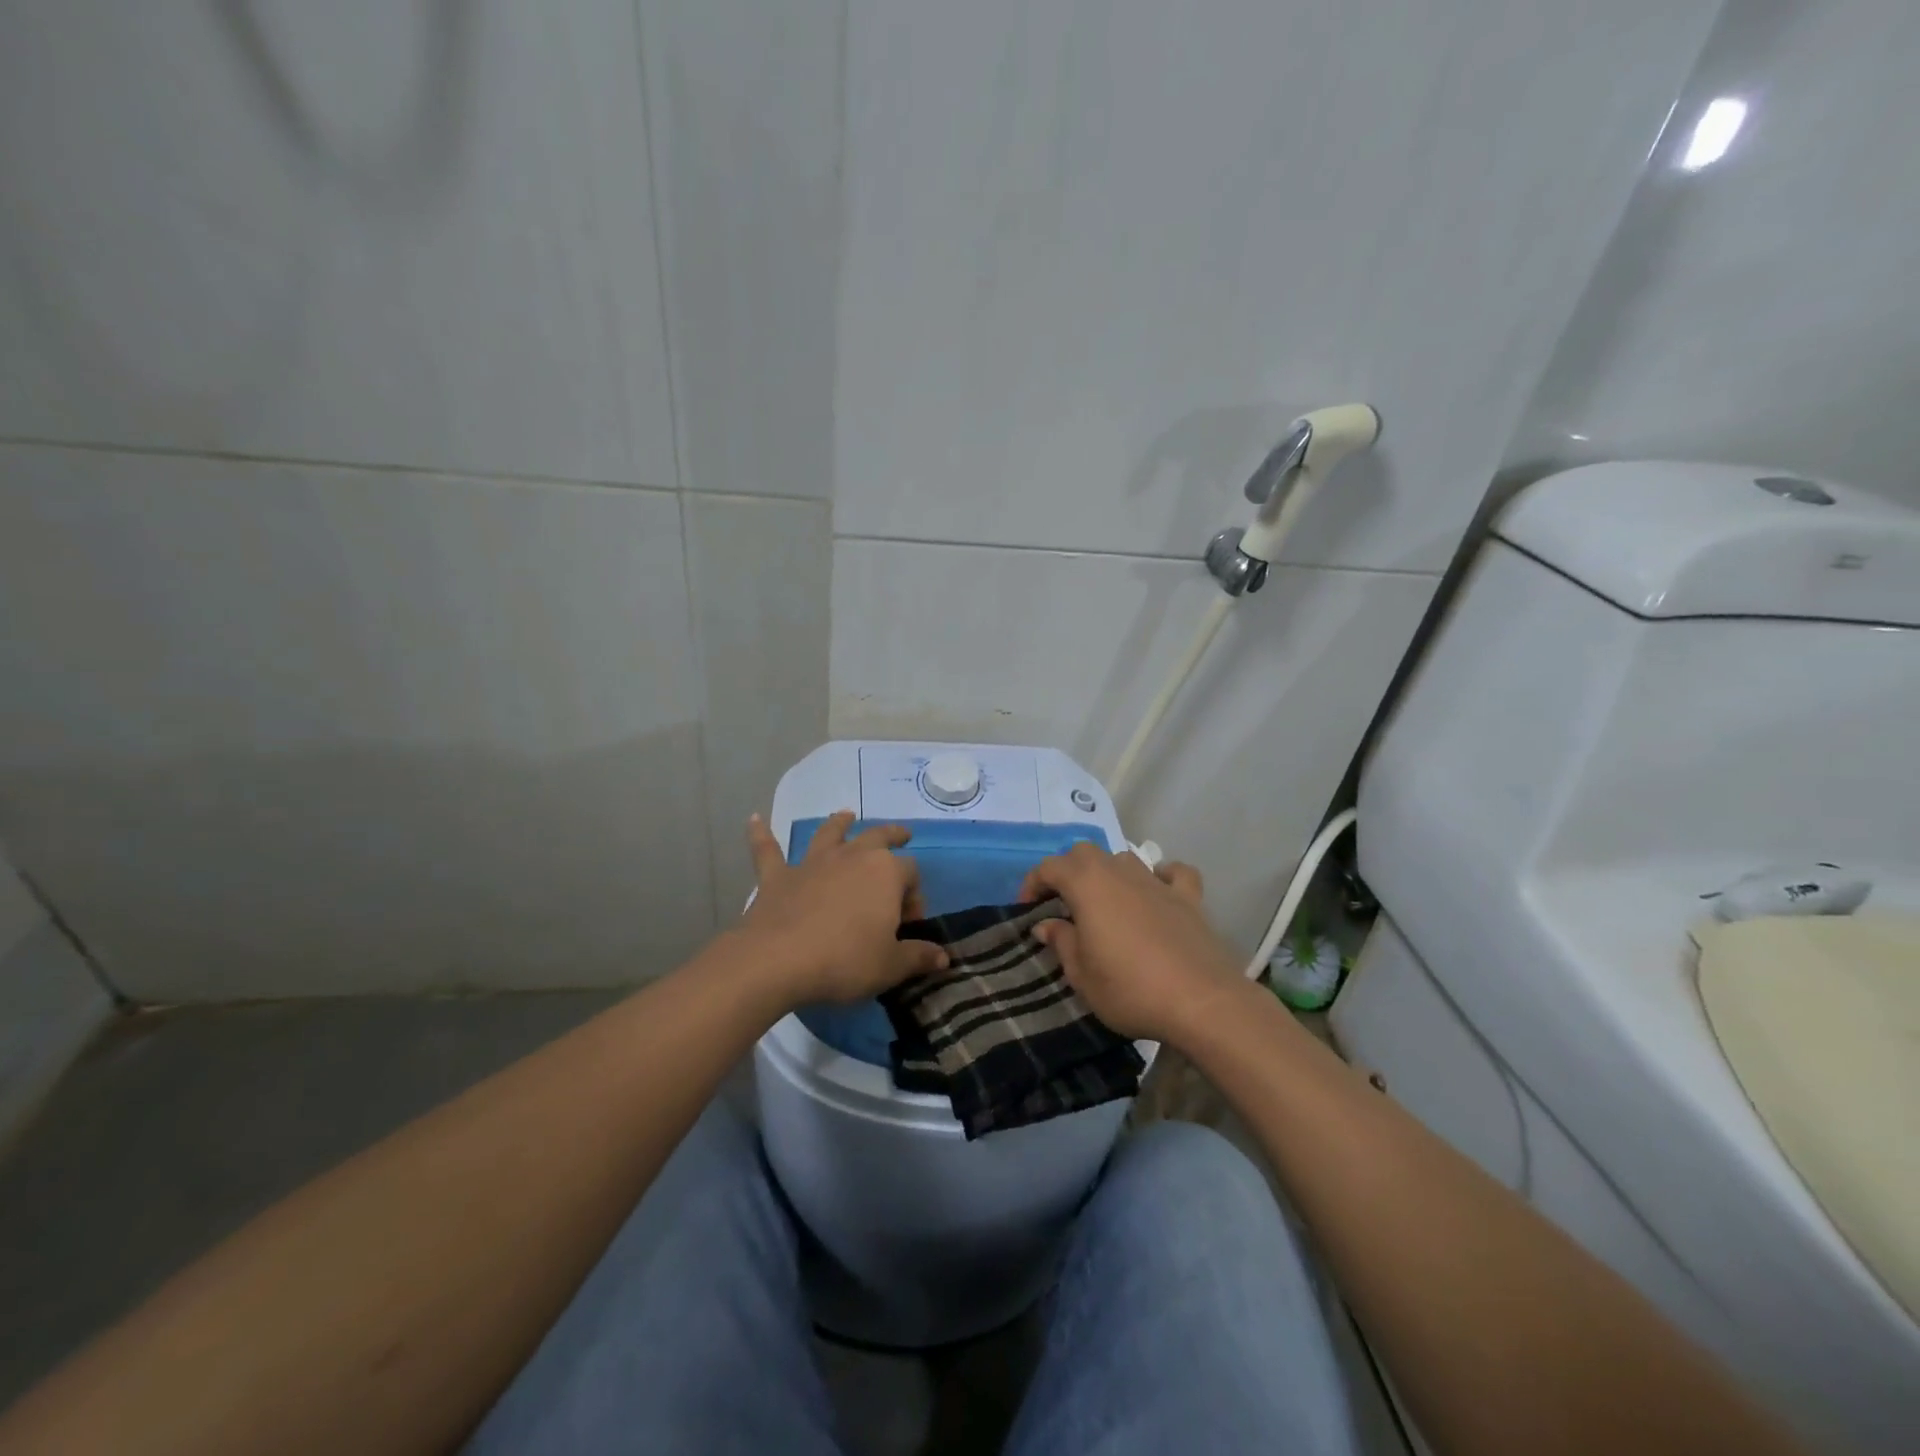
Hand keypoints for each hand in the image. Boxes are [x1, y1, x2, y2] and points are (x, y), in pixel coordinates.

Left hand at [741, 811, 947, 1006]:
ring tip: (845, 815)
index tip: (909, 923)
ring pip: (829, 833)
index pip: (910, 874)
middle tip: (902, 835)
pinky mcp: (778, 876)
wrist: (779, 960)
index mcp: (886, 873)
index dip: (915, 896)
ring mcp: (813, 863)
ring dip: (839, 824)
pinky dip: (761, 834)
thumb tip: (942, 957)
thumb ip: (918, 957)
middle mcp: (852, 857)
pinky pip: (768, 850)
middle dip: (892, 836)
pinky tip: (754, 820)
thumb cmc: (844, 961)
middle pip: (877, 837)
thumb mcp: (890, 966)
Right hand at [1019, 844, 1242, 1043]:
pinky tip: (1158, 893)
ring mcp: (1158, 882)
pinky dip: (1162, 877)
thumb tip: (1047, 924)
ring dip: (1109, 873)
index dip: (1033, 884)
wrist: (1201, 1001)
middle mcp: (1120, 871)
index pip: (1049, 867)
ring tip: (1105, 903)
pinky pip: (1174, 874)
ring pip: (1125, 859)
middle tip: (1063, 905)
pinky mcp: (1190, 898)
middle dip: (1069, 872)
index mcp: (1088, 884)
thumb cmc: (1130, 989)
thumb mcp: (1081, 975)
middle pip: (1086, 853)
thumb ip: (1062, 942)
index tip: (1027, 911)